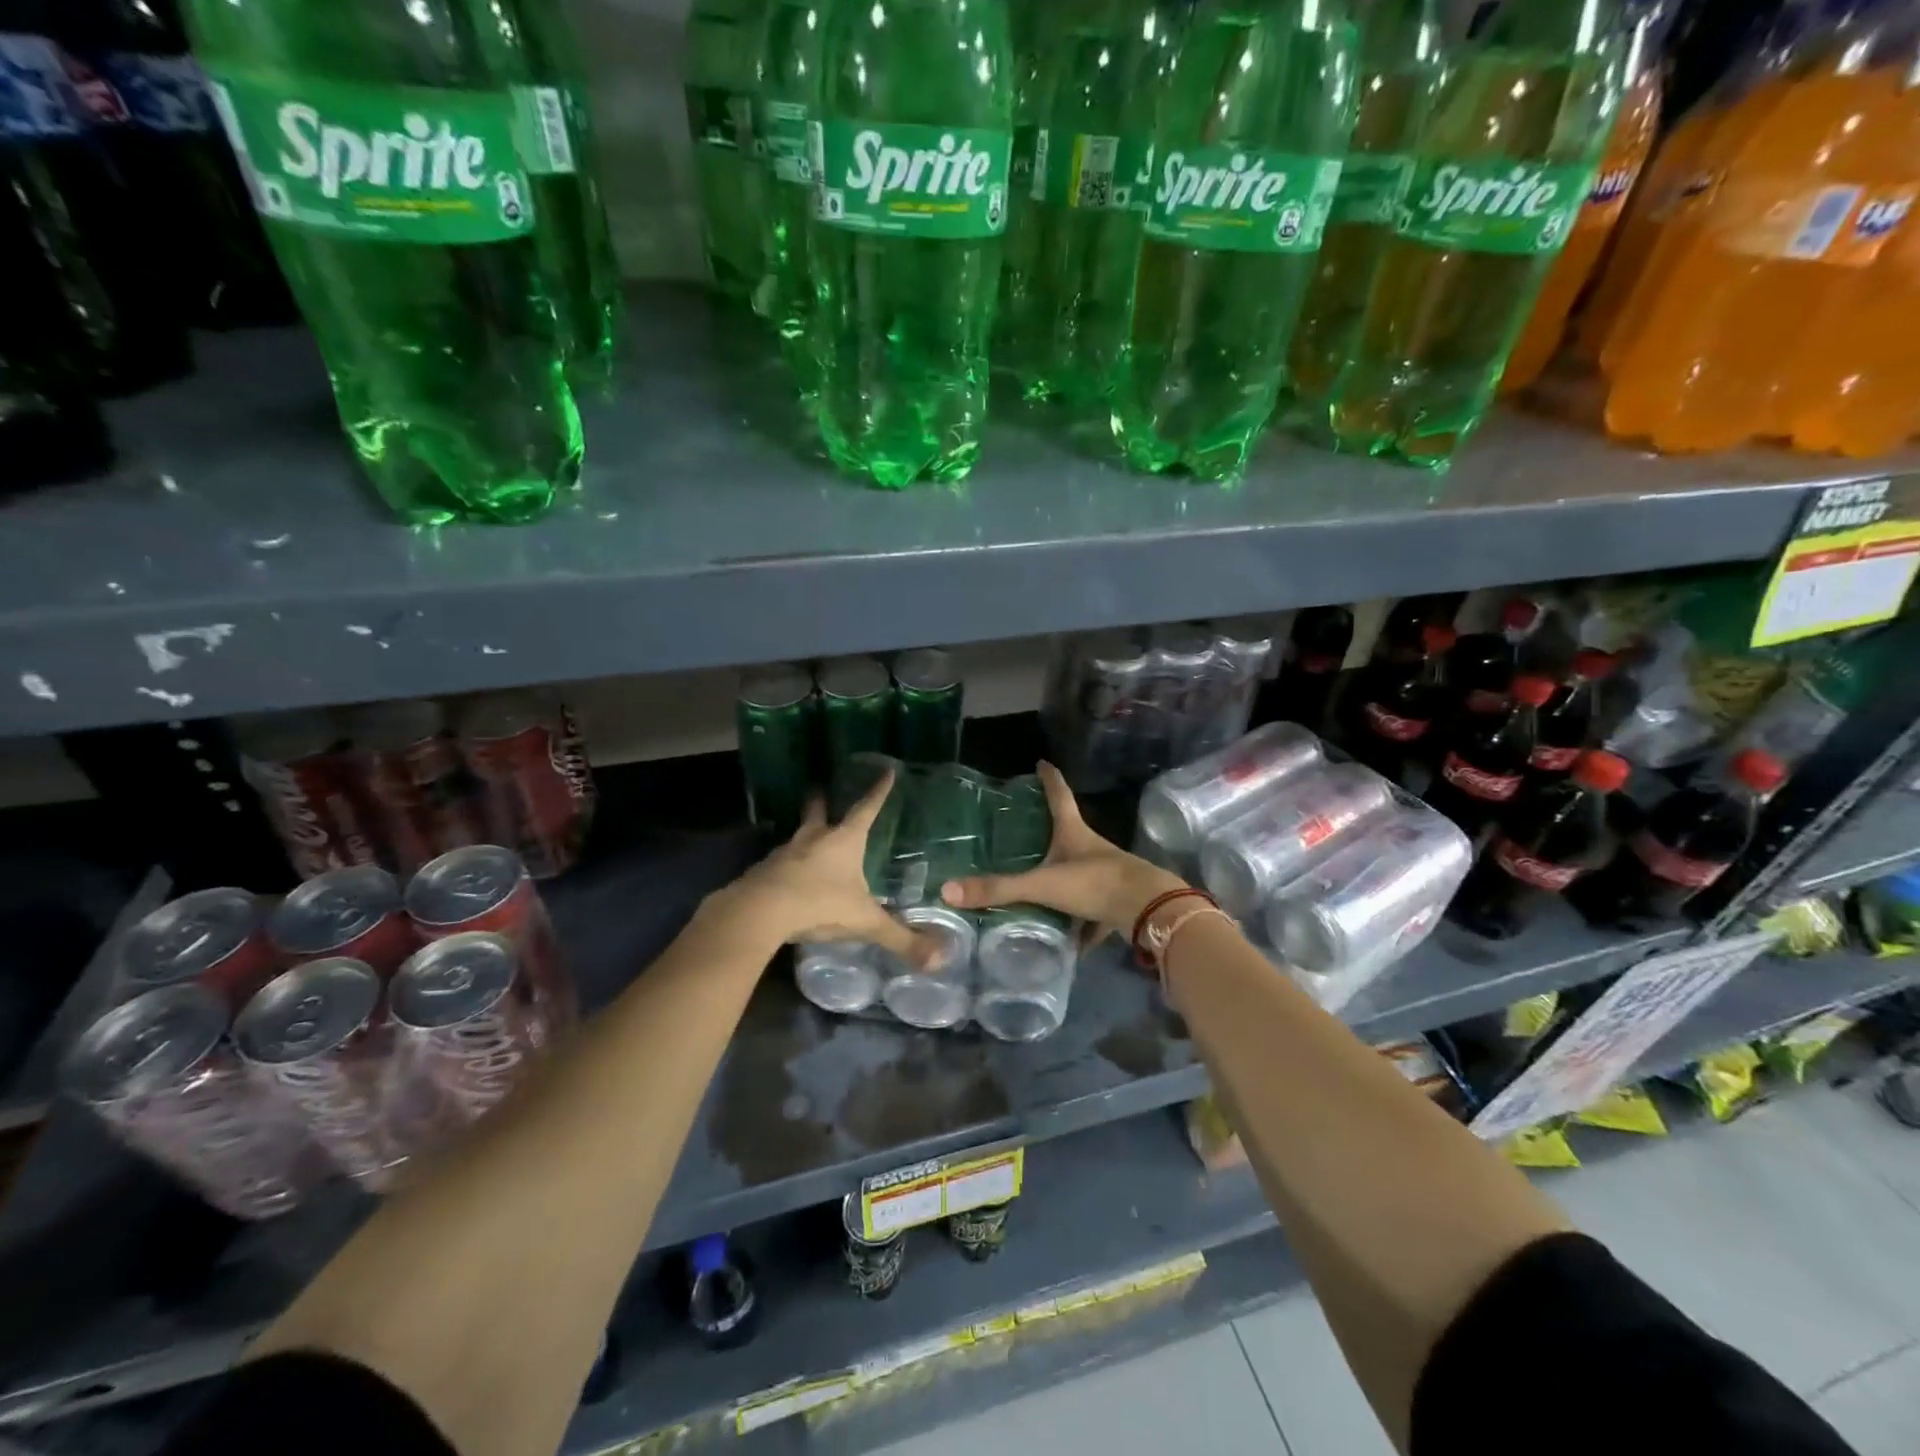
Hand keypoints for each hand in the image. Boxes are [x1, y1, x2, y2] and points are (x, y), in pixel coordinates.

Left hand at [719, 769, 934, 965]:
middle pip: (818, 811)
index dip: (878, 791)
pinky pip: (779, 863)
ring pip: (797, 837)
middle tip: (821, 789)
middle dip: (821, 801)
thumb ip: (900, 939)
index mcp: (844, 841)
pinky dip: (786, 865)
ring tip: (808, 841)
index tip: (886, 771)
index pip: (867, 809)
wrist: (759, 912)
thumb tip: (939, 960)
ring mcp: (785, 853)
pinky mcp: (763, 871)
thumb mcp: (864, 922)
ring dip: (804, 835)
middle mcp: (814, 839)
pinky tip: (788, 878)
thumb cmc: (819, 904)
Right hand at [941, 761, 1184, 941]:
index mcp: (1073, 833)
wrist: (1149, 911)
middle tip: (1026, 832)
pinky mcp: (1116, 902)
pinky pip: (1092, 911)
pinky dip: (1080, 924)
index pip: (1058, 796)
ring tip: (1038, 890)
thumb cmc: (1095, 883)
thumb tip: (947, 890)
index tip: (1041, 762)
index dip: (1049, 779)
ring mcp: (1107, 875)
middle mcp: (1091, 849)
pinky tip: (1068, 941)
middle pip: (1069, 833)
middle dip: (1051, 832)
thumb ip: (999, 890)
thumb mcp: (1042, 885)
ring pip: (1080, 874)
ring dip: (1063, 880)